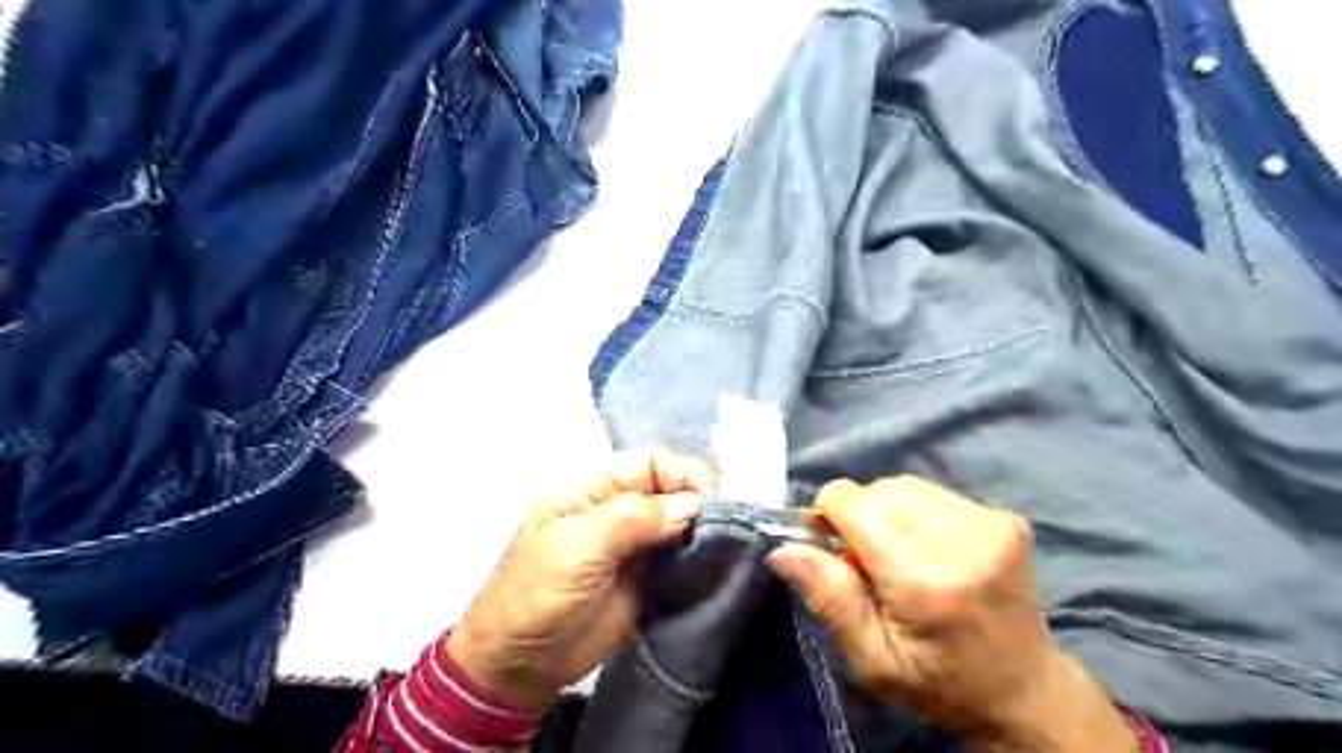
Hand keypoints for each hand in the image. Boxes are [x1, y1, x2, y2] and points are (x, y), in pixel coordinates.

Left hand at [448, 450, 717, 707]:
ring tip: (729, 545)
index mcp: (597, 485)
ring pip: (685, 520)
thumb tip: (693, 504)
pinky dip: (703, 556)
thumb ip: (633, 518)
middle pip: (674, 488)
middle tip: (725, 528)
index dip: (685, 474)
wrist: (522, 663)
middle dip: (702, 501)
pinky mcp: (651, 574)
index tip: (711, 501)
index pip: (653, 462)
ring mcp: (639, 542)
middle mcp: (623, 506)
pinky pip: (685, 555)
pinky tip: (718, 563)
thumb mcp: (578, 546)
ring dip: (707, 529)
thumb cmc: (538, 592)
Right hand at [766, 476, 1128, 751]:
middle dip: (859, 514)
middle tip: (868, 560)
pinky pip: (935, 492)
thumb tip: (783, 549)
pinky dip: (919, 512)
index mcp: (925, 581)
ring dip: (889, 511)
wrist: (1024, 689)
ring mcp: (992, 524)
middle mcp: (964, 541)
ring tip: (901, 554)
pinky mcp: (1007, 518)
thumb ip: (829, 598)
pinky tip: (931, 548)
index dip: (829, 517)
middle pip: (879, 490)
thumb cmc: (937, 683)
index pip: (853, 502)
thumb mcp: (870, 659)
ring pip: (906, 486)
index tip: (834, 551)